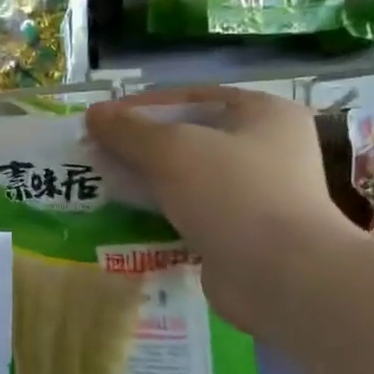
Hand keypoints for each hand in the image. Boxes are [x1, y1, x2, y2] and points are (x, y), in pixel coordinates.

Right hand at [85, 87, 353, 330]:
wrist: (280, 276)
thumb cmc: (232, 193)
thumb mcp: (171, 149)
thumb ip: (129, 130)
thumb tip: (94, 114)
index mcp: (263, 113)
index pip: (191, 97)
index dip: (142, 106)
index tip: (102, 120)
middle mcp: (266, 149)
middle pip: (188, 138)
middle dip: (140, 146)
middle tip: (97, 153)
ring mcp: (256, 194)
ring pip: (187, 178)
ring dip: (146, 181)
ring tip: (103, 184)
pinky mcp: (241, 233)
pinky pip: (191, 213)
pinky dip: (160, 213)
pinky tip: (125, 217)